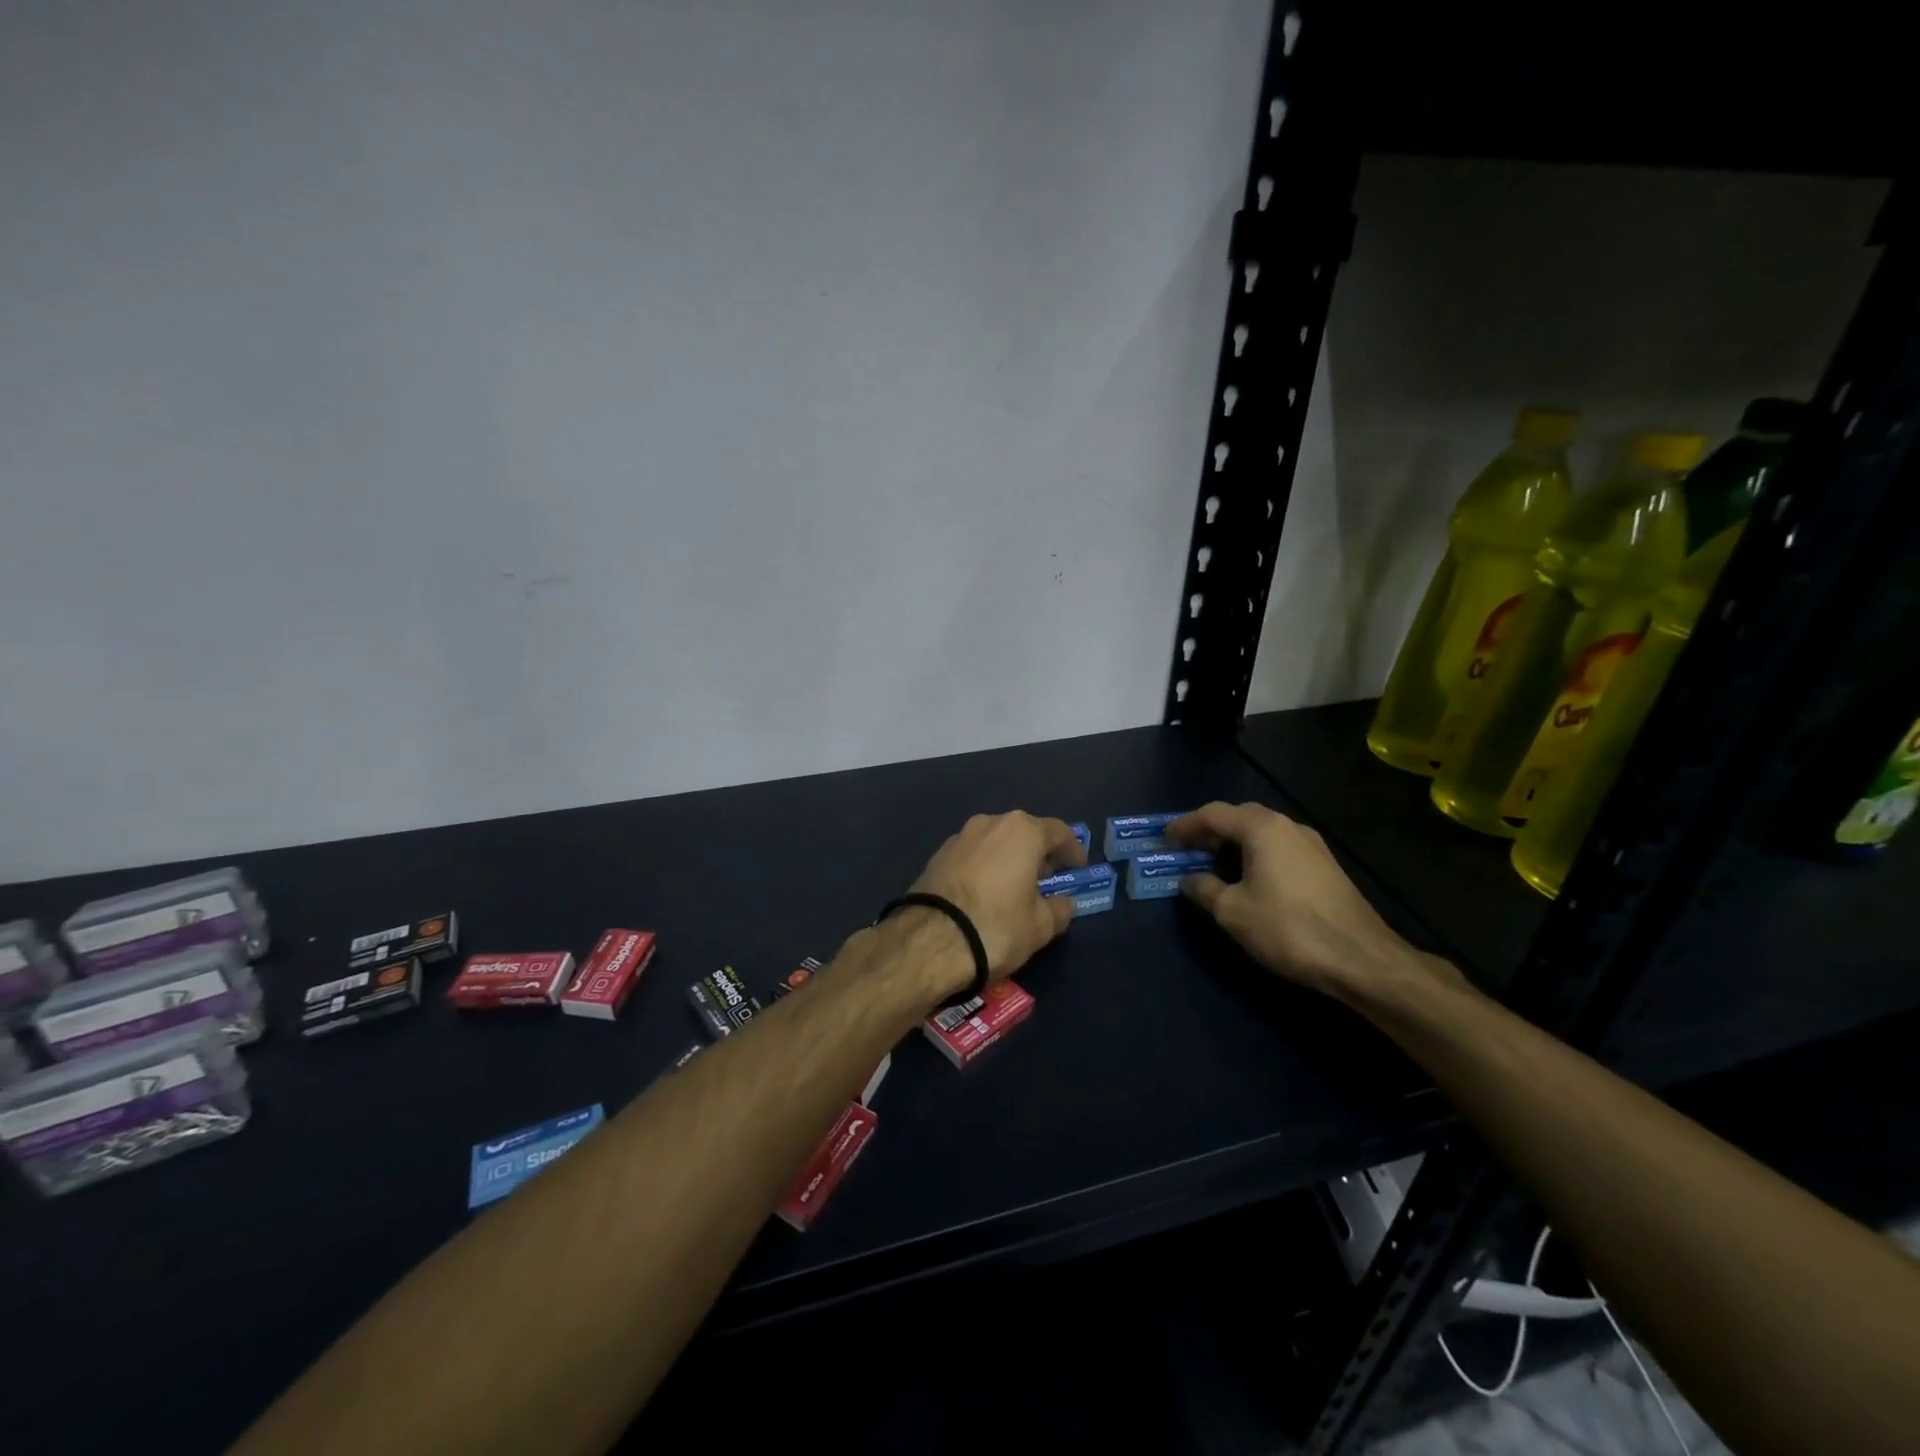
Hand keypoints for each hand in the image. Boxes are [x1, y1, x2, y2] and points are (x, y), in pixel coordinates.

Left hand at [909, 811, 1086, 981]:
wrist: (928, 942)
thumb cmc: (996, 927)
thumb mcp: (1041, 926)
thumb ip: (1060, 909)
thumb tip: (1063, 902)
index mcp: (1022, 831)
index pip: (1058, 832)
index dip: (1072, 850)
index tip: (1078, 867)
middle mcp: (990, 823)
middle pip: (1023, 833)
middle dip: (1038, 854)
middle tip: (1047, 879)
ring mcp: (959, 837)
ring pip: (995, 843)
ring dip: (1009, 860)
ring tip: (1015, 888)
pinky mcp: (936, 855)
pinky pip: (972, 856)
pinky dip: (984, 868)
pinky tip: (985, 893)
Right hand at [1170, 801, 1465, 1006]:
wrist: (1361, 959)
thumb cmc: (1288, 928)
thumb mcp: (1232, 911)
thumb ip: (1204, 889)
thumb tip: (1189, 880)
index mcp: (1262, 828)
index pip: (1213, 814)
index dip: (1185, 825)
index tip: (1165, 839)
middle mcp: (1288, 826)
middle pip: (1240, 817)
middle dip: (1210, 830)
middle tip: (1187, 849)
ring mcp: (1312, 845)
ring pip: (1263, 832)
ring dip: (1234, 843)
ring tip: (1213, 865)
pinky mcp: (1325, 867)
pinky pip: (1280, 848)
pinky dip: (1256, 855)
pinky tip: (1249, 879)